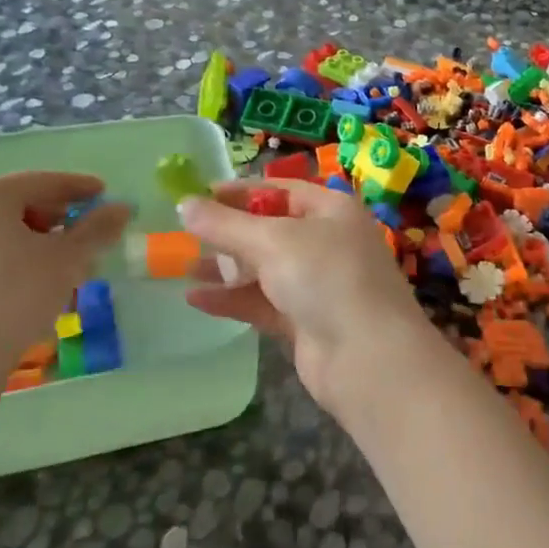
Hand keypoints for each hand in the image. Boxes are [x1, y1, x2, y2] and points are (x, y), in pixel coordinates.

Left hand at [0, 172, 129, 405]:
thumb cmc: (15, 297)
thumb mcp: (68, 260)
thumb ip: (98, 228)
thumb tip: (121, 208)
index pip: (44, 182)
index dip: (81, 188)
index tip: (106, 196)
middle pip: (20, 205)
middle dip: (59, 220)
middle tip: (88, 237)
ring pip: (0, 233)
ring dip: (37, 243)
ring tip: (65, 268)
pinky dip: (11, 261)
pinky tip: (31, 287)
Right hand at [178, 180, 439, 423]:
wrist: (368, 358)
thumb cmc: (326, 278)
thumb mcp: (273, 241)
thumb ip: (225, 224)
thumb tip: (185, 203)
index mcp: (331, 209)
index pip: (279, 190)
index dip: (239, 192)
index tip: (196, 196)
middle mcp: (327, 241)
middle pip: (269, 229)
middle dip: (227, 232)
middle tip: (182, 233)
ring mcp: (317, 283)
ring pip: (263, 268)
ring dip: (225, 267)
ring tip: (180, 266)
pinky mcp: (305, 320)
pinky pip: (262, 302)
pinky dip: (232, 299)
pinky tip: (195, 299)